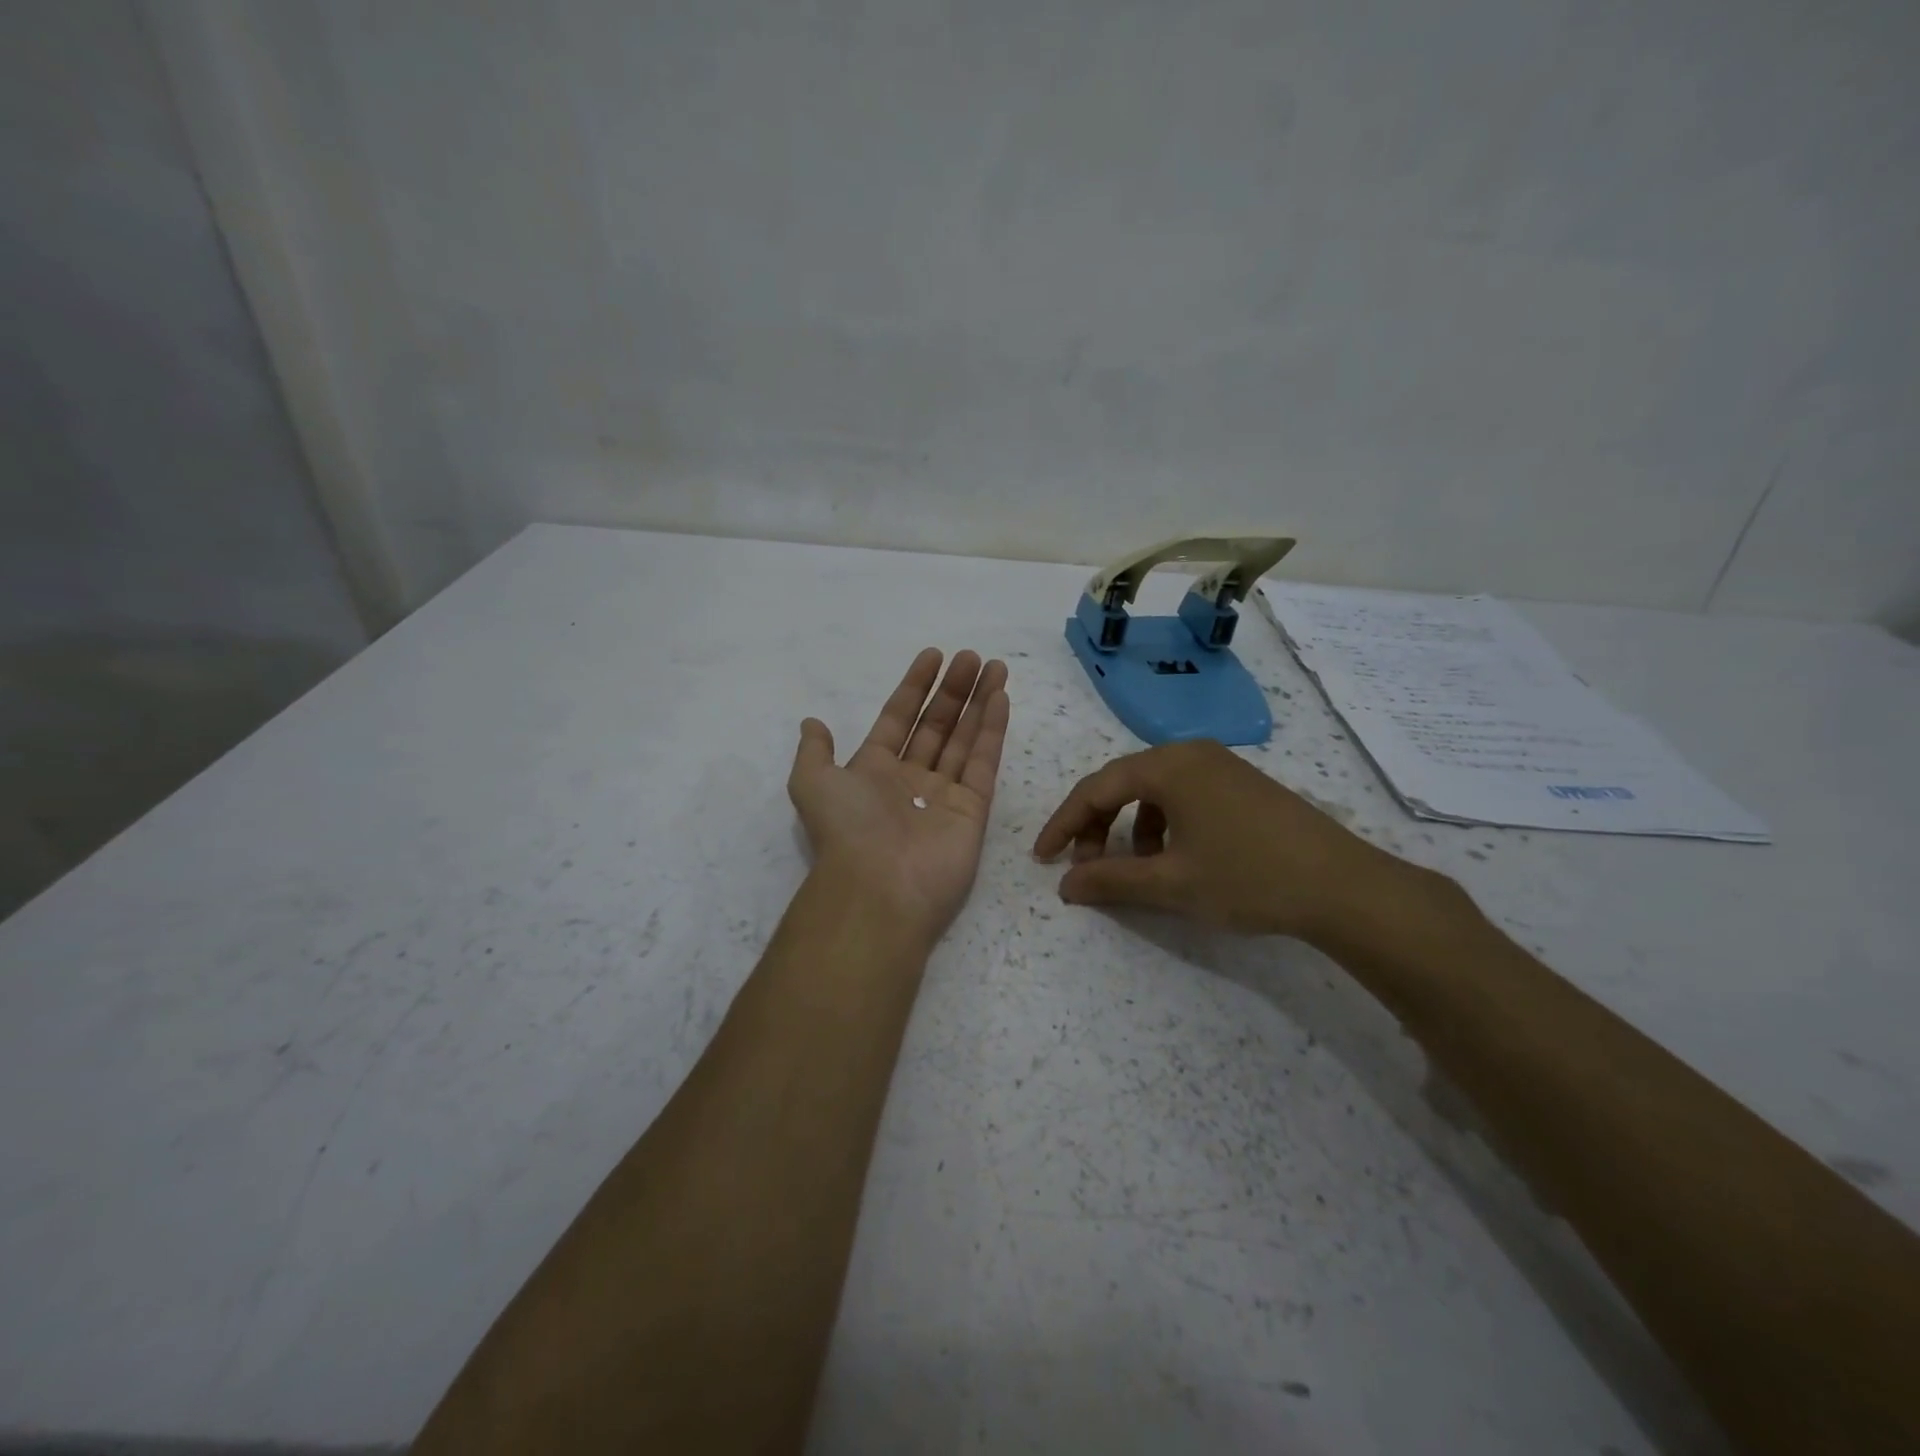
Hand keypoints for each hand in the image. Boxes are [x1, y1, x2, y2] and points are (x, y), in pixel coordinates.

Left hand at [789, 648, 1010, 945]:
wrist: (878, 887)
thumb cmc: (846, 829)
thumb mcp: (812, 782)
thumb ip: (815, 751)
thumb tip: (812, 723)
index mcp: (874, 770)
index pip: (899, 718)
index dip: (915, 687)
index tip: (933, 656)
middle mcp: (911, 780)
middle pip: (937, 725)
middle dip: (953, 690)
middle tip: (970, 657)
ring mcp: (944, 795)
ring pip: (965, 738)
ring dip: (979, 702)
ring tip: (994, 666)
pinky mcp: (973, 810)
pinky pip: (984, 763)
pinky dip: (992, 730)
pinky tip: (1000, 698)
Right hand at [1033, 739, 1424, 942]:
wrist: (1343, 886)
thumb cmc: (1248, 877)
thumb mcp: (1171, 884)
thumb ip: (1110, 880)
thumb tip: (1065, 885)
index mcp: (1168, 766)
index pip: (1096, 789)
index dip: (1064, 824)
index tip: (1043, 858)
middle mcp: (1190, 753)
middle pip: (1123, 784)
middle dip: (1097, 826)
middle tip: (1087, 867)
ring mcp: (1220, 765)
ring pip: (1153, 791)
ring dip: (1131, 828)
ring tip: (1137, 869)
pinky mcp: (1241, 783)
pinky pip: (1183, 795)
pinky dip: (1164, 824)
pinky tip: (1176, 858)